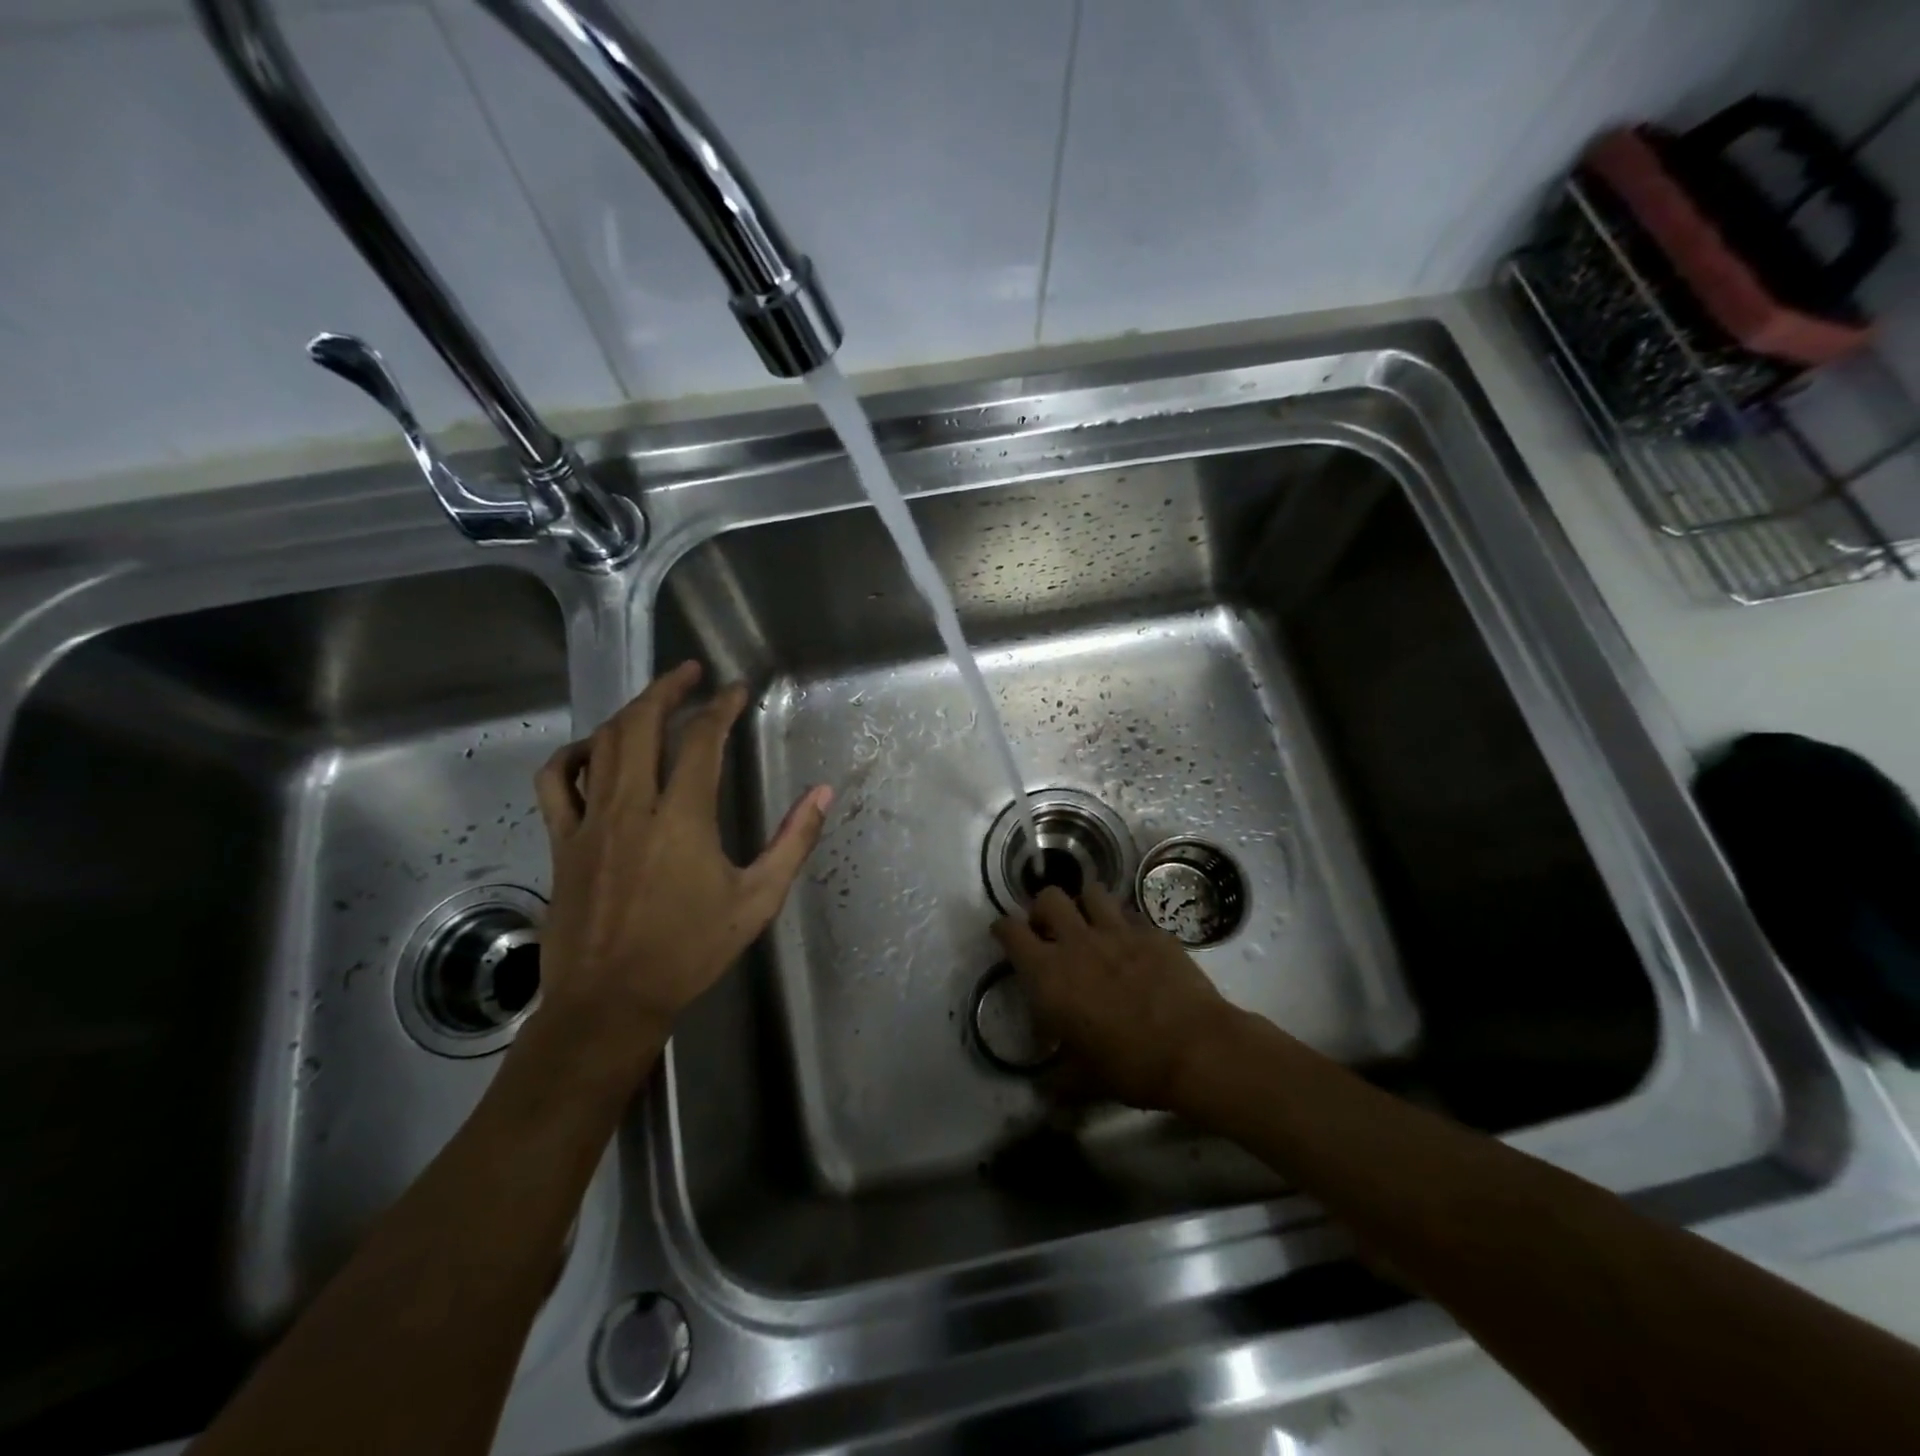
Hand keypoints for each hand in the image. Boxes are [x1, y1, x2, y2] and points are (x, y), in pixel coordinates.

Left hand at [526, 661, 831, 1083]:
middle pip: (642, 725)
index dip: (721, 707)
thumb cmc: (690, 951)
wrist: (610, 1001)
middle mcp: (632, 807)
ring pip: (602, 744)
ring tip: (653, 700)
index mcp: (682, 819)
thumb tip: (822, 793)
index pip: (703, 741)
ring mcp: (589, 822)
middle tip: (691, 673)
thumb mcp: (757, 900)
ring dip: (629, 712)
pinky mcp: (562, 841)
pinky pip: (556, 782)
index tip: (736, 690)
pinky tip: (593, 750)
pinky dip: (573, 754)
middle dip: (668, 689)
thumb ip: (793, 842)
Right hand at [991, 884, 1239, 1110]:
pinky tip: (1131, 942)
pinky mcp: (1152, 932)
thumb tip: (1046, 1092)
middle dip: (1043, 909)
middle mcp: (1077, 943)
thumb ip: (1060, 1080)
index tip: (1004, 934)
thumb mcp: (1085, 1081)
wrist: (1195, 1049)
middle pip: (1048, 898)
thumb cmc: (1131, 1067)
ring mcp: (1117, 931)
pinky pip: (1130, 914)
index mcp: (1049, 975)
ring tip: (1090, 924)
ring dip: (1084, 904)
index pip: (1011, 932)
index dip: (1003, 929)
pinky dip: (1124, 923)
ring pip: (1091, 892)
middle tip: (1050, 930)